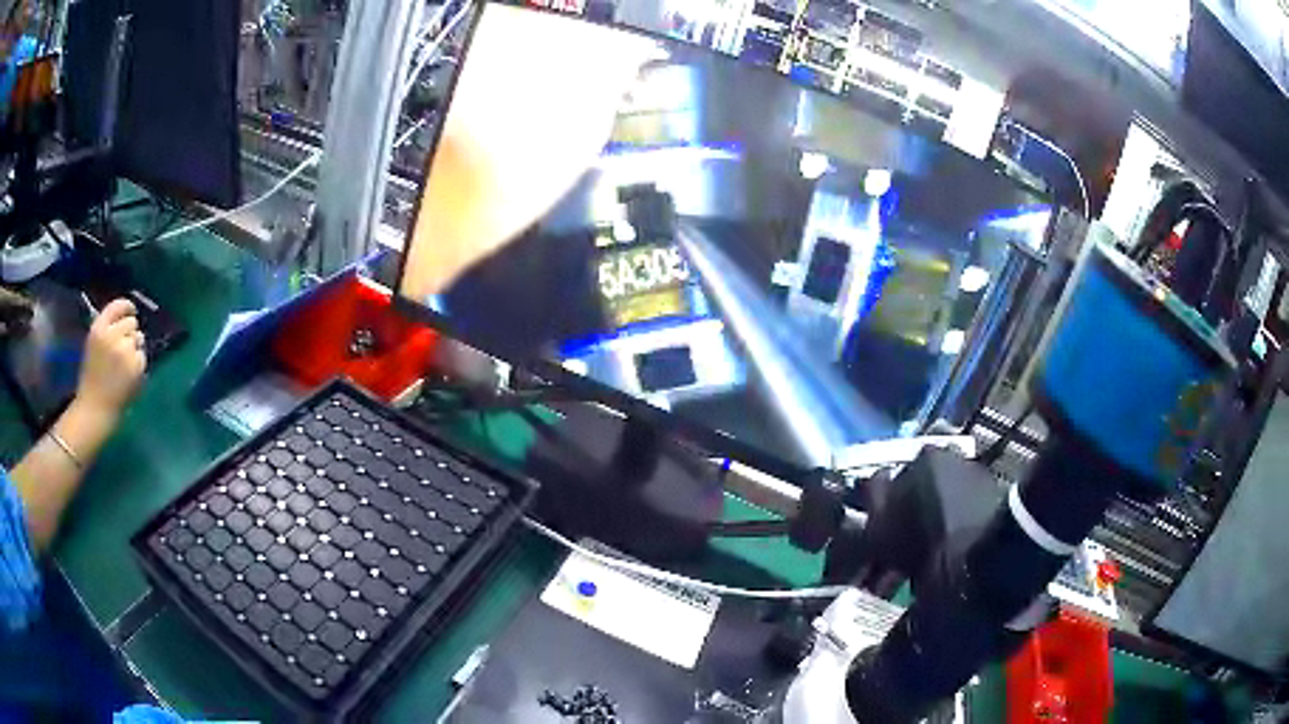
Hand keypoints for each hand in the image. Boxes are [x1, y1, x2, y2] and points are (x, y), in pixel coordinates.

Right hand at [76, 299, 146, 420]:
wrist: (95, 408)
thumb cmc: (92, 377)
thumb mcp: (93, 344)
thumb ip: (107, 328)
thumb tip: (126, 315)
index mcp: (98, 329)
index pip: (118, 305)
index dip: (127, 307)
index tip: (131, 311)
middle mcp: (112, 335)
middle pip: (131, 321)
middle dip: (130, 332)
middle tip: (123, 347)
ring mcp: (125, 350)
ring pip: (139, 337)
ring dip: (134, 347)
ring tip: (124, 364)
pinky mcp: (135, 365)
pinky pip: (142, 356)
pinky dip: (138, 364)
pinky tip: (128, 375)